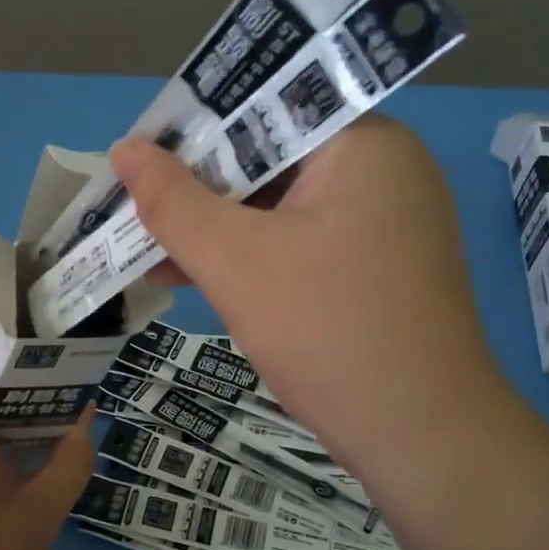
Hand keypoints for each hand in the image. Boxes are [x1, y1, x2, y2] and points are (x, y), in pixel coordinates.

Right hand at [109, 118, 513, 484]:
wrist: (423, 438)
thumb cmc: (327, 330)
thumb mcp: (235, 261)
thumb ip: (173, 201)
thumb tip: (125, 148)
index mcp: (362, 143)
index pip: (264, 110)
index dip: (194, 131)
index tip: (141, 157)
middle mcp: (384, 170)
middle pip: (272, 159)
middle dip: (199, 191)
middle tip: (136, 207)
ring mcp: (387, 221)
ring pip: (283, 206)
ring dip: (217, 230)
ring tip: (148, 253)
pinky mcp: (380, 266)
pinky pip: (303, 241)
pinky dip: (253, 257)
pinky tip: (196, 280)